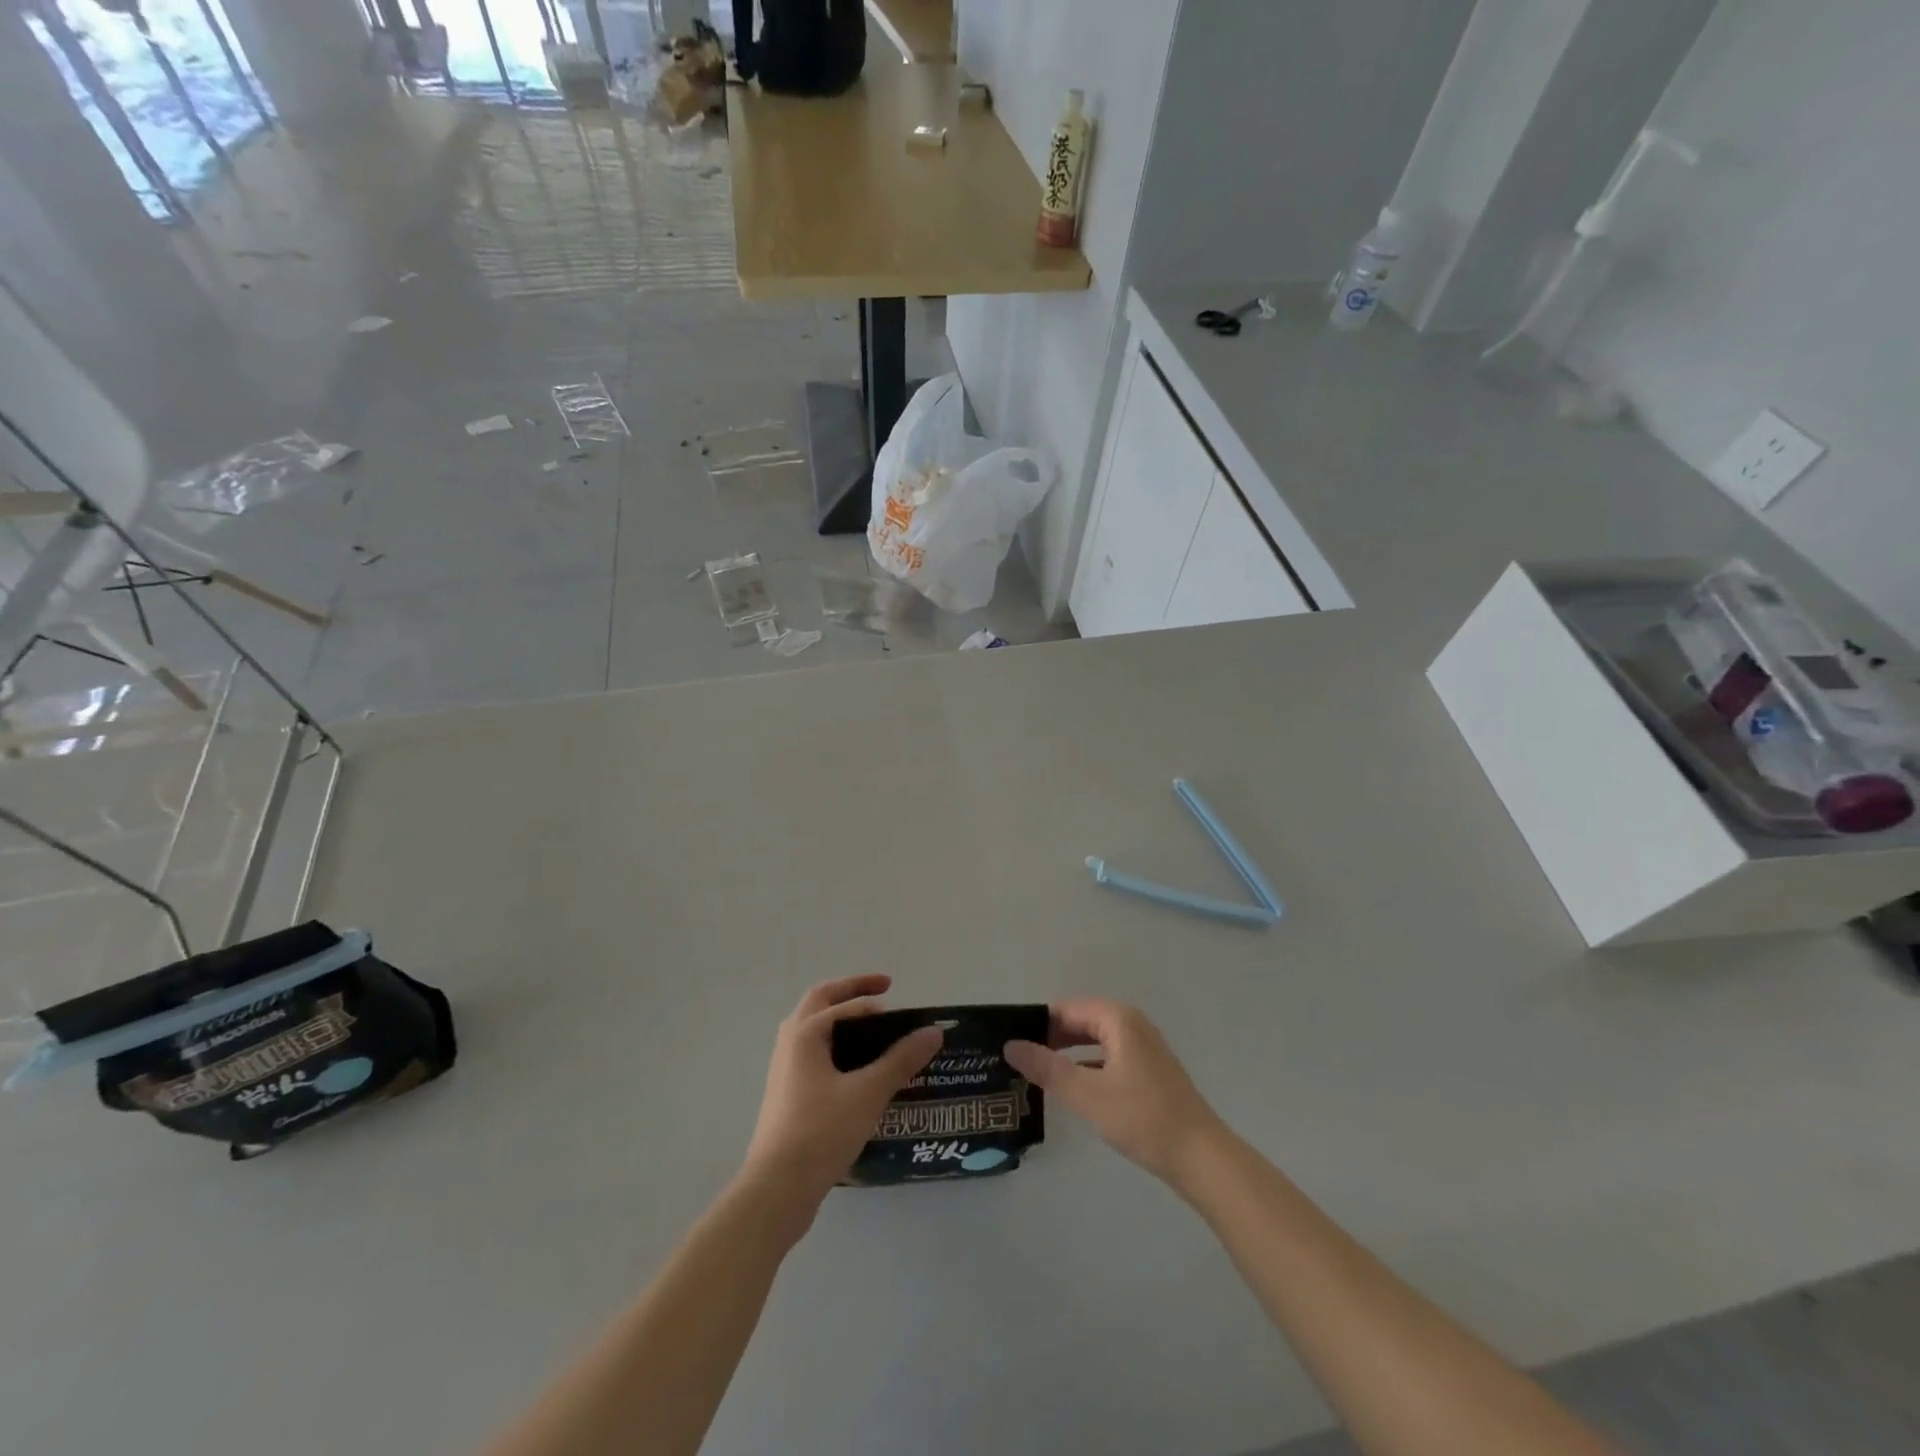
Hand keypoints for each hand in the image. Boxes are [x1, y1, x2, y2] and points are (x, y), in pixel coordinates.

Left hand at [739, 975, 942, 1220]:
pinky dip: (837, 1047)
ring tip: (873, 1029)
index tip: (901, 999)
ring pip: (814, 1030)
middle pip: (821, 1002)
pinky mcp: (788, 1096)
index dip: (873, 995)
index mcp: (805, 1032)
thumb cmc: (821, 1131)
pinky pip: (815, 1056)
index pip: (844, 1000)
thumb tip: (934, 1031)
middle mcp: (790, 1043)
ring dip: (841, 1019)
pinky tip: (858, 1071)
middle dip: (851, 992)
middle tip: (882, 992)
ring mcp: (785, 1070)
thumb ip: (902, 1059)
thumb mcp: (869, 1092)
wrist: (777, 1190)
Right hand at [1004, 1000, 1226, 1186]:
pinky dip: (1086, 1065)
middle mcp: (1131, 1023)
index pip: (1065, 1009)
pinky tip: (1070, 1087)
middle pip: (1080, 1021)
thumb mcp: (1087, 1094)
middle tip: (1017, 1060)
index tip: (1011, 1043)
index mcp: (1117, 1019)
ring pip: (1093, 1040)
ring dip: (1067, 1053)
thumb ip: (1047, 1068)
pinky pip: (1107, 1056)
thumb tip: (1010, 1045)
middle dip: (1050, 1038)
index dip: (1037, 1023)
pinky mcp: (1148, 1069)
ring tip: (1036, 1073)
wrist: (1201, 1157)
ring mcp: (1143, 1046)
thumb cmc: (1142, 1118)